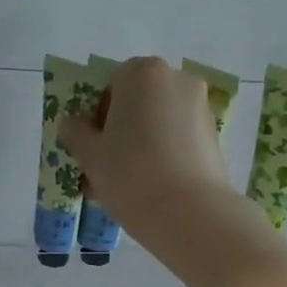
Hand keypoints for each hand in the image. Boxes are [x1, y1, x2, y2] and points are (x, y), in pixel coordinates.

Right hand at [58, 57, 234, 254]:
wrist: (190, 213)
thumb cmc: (131, 174)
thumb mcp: (89, 155)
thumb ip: (74, 132)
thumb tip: (71, 123)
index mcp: (143, 73)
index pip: (111, 85)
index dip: (97, 116)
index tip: (93, 147)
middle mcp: (177, 80)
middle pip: (137, 102)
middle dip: (120, 130)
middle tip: (106, 167)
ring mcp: (201, 108)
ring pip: (158, 123)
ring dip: (140, 145)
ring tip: (126, 185)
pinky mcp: (214, 136)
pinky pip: (178, 140)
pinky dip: (163, 156)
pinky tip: (151, 188)